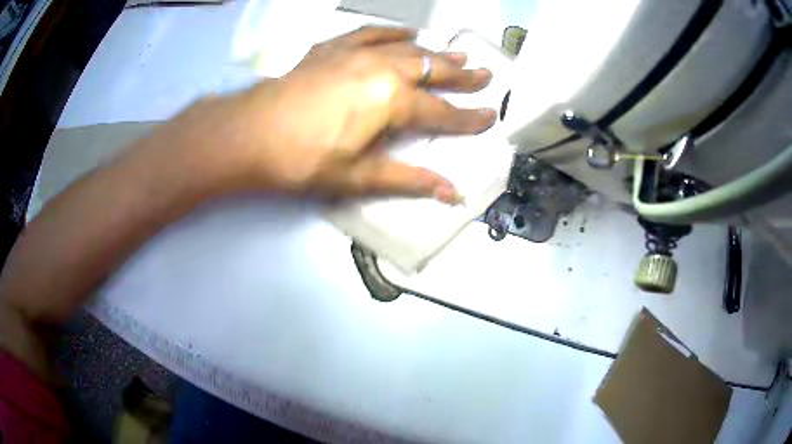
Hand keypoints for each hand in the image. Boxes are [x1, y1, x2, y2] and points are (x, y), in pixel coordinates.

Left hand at [153, 26, 495, 202]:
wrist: (251, 134)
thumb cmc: (303, 160)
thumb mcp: (359, 176)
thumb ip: (408, 179)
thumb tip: (450, 193)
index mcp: (392, 101)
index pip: (442, 112)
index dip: (469, 118)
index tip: (490, 117)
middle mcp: (381, 69)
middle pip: (431, 71)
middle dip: (461, 76)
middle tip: (485, 75)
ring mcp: (356, 54)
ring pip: (407, 50)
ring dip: (434, 53)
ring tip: (456, 54)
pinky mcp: (332, 49)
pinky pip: (370, 34)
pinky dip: (391, 34)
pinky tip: (405, 33)